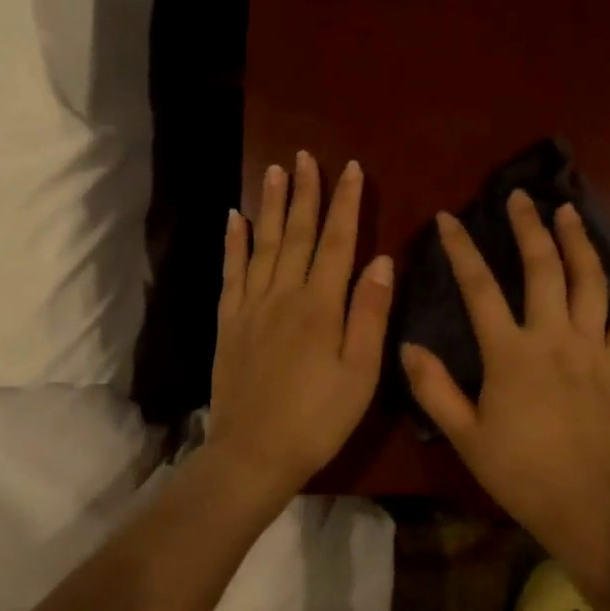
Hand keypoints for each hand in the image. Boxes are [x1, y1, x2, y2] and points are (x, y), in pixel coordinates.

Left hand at [206, 152, 393, 504]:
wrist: (253, 454)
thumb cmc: (318, 418)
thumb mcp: (360, 372)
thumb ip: (370, 313)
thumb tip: (381, 259)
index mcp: (320, 305)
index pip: (336, 242)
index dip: (344, 203)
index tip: (349, 169)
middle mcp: (283, 295)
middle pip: (296, 233)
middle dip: (304, 192)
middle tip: (305, 156)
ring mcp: (251, 306)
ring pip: (262, 244)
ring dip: (269, 205)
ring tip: (274, 170)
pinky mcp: (228, 322)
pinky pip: (230, 272)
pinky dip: (232, 243)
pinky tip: (232, 218)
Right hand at [400, 190, 609, 540]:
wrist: (585, 506)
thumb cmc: (519, 472)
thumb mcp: (465, 434)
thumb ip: (434, 388)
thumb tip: (407, 345)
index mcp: (511, 353)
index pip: (479, 287)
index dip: (461, 248)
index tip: (449, 218)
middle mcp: (554, 338)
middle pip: (543, 268)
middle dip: (528, 227)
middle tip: (520, 197)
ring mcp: (592, 349)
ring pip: (589, 282)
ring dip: (579, 242)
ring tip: (567, 211)